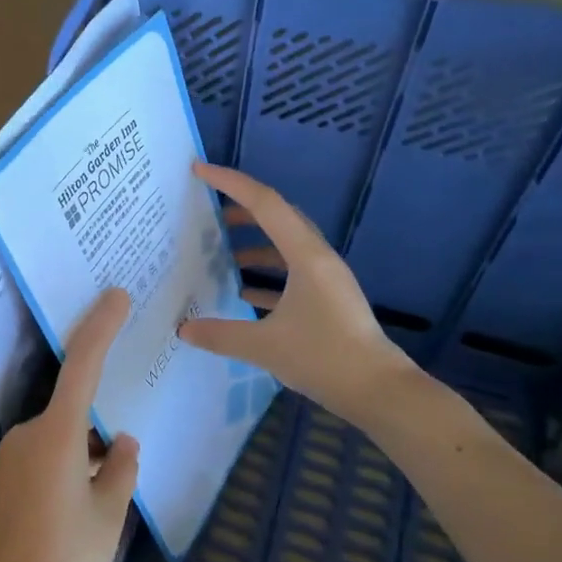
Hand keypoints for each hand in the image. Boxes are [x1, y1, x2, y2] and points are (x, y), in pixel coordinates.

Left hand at [0, 287, 139, 561]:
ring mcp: (12, 456)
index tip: (116, 297)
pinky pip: (47, 453)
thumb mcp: (108, 515)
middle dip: (101, 421)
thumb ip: (121, 469)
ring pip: (61, 435)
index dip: (100, 327)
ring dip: (87, 449)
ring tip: (113, 487)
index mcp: (57, 435)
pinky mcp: (6, 478)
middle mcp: (29, 434)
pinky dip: (71, 462)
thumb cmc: (65, 561)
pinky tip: (88, 498)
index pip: (82, 364)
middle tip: (127, 445)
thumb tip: (123, 444)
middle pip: (72, 407)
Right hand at [179, 162, 427, 426]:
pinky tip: (243, 293)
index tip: (200, 171)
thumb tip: (183, 329)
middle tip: (207, 211)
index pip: (264, 203)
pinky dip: (267, 274)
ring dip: (254, 244)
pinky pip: (292, 272)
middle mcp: (318, 258)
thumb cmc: (323, 358)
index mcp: (305, 255)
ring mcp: (327, 278)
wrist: (378, 390)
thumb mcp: (264, 346)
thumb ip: (220, 335)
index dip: (231, 183)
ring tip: (222, 253)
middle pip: (277, 217)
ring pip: (285, 245)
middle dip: (241, 209)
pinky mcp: (329, 299)